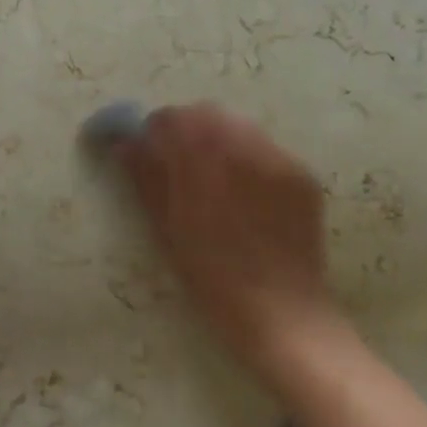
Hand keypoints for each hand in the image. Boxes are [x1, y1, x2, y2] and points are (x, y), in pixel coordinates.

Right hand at [111, 103, 346, 381]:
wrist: (281, 313)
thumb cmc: (211, 278)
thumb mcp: (166, 230)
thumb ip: (146, 178)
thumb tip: (124, 144)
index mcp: (204, 165)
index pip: (172, 119)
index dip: (155, 130)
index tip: (148, 148)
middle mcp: (244, 152)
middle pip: (208, 114)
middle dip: (188, 128)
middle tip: (178, 161)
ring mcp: (279, 161)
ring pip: (239, 126)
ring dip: (218, 139)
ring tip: (213, 176)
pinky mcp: (302, 175)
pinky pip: (266, 149)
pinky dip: (248, 157)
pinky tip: (244, 191)